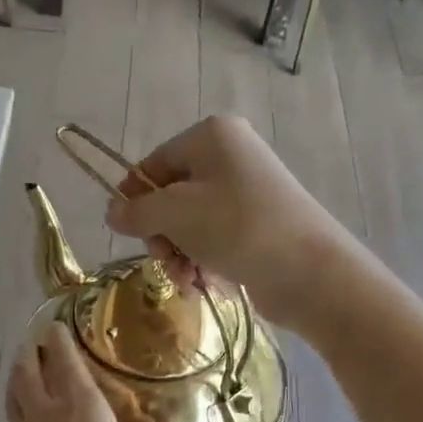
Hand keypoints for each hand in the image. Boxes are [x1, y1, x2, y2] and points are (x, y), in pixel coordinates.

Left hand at [0, 327, 192, 421]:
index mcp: (83, 413)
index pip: (66, 362)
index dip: (60, 340)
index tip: (56, 324)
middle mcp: (47, 417)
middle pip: (28, 371)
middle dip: (32, 352)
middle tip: (40, 342)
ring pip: (14, 395)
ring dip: (19, 376)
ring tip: (28, 368)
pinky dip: (19, 409)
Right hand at [104, 116, 353, 327]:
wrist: (309, 271)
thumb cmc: (236, 227)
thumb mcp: (174, 214)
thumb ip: (136, 211)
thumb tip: (113, 212)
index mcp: (212, 137)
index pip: (154, 163)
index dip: (135, 198)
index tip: (127, 232)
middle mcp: (231, 157)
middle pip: (171, 197)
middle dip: (162, 235)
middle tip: (166, 260)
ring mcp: (248, 193)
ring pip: (191, 225)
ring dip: (180, 255)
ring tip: (188, 281)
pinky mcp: (259, 226)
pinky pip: (215, 241)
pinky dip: (205, 263)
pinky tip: (206, 284)